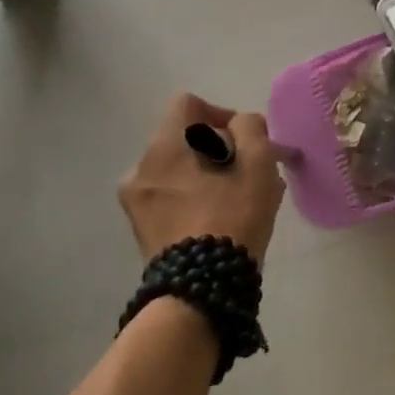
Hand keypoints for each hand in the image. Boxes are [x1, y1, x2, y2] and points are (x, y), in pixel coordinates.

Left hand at [118, 94, 283, 264]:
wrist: (201, 290)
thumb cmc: (231, 217)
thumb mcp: (257, 162)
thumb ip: (251, 128)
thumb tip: (240, 125)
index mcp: (163, 147)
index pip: (189, 105)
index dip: (221, 114)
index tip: (243, 142)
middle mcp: (140, 169)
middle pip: (185, 138)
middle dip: (220, 149)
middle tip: (249, 173)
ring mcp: (137, 202)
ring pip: (180, 169)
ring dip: (209, 174)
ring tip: (239, 198)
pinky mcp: (142, 229)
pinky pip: (172, 196)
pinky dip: (195, 197)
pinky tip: (222, 218)